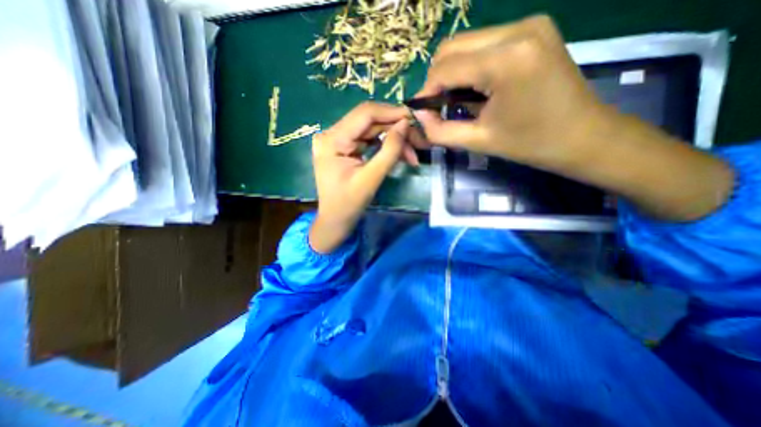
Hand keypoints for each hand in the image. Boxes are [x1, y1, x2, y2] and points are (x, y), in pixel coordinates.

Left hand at [311, 101, 422, 252]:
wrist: (335, 220)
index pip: (365, 114)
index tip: (414, 117)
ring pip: (371, 130)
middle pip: (369, 121)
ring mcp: (338, 140)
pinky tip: (400, 154)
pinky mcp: (345, 147)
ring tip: (411, 154)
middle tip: (417, 140)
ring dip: (393, 140)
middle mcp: (332, 134)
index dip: (391, 112)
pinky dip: (385, 146)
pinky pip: (369, 140)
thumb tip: (405, 124)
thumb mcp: (371, 178)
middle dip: (395, 129)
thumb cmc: (349, 204)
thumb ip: (389, 150)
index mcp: (332, 140)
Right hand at [414, 15, 734, 220]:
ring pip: (466, 43)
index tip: (423, 113)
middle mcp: (518, 30)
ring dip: (453, 72)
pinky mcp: (533, 30)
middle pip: (452, 47)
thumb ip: (440, 131)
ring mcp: (528, 25)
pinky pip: (484, 44)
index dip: (426, 91)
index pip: (445, 67)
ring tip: (459, 100)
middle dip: (437, 79)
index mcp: (505, 61)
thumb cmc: (530, 143)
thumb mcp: (479, 141)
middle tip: (439, 107)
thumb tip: (418, 116)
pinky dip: (470, 66)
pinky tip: (477, 88)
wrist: (582, 136)